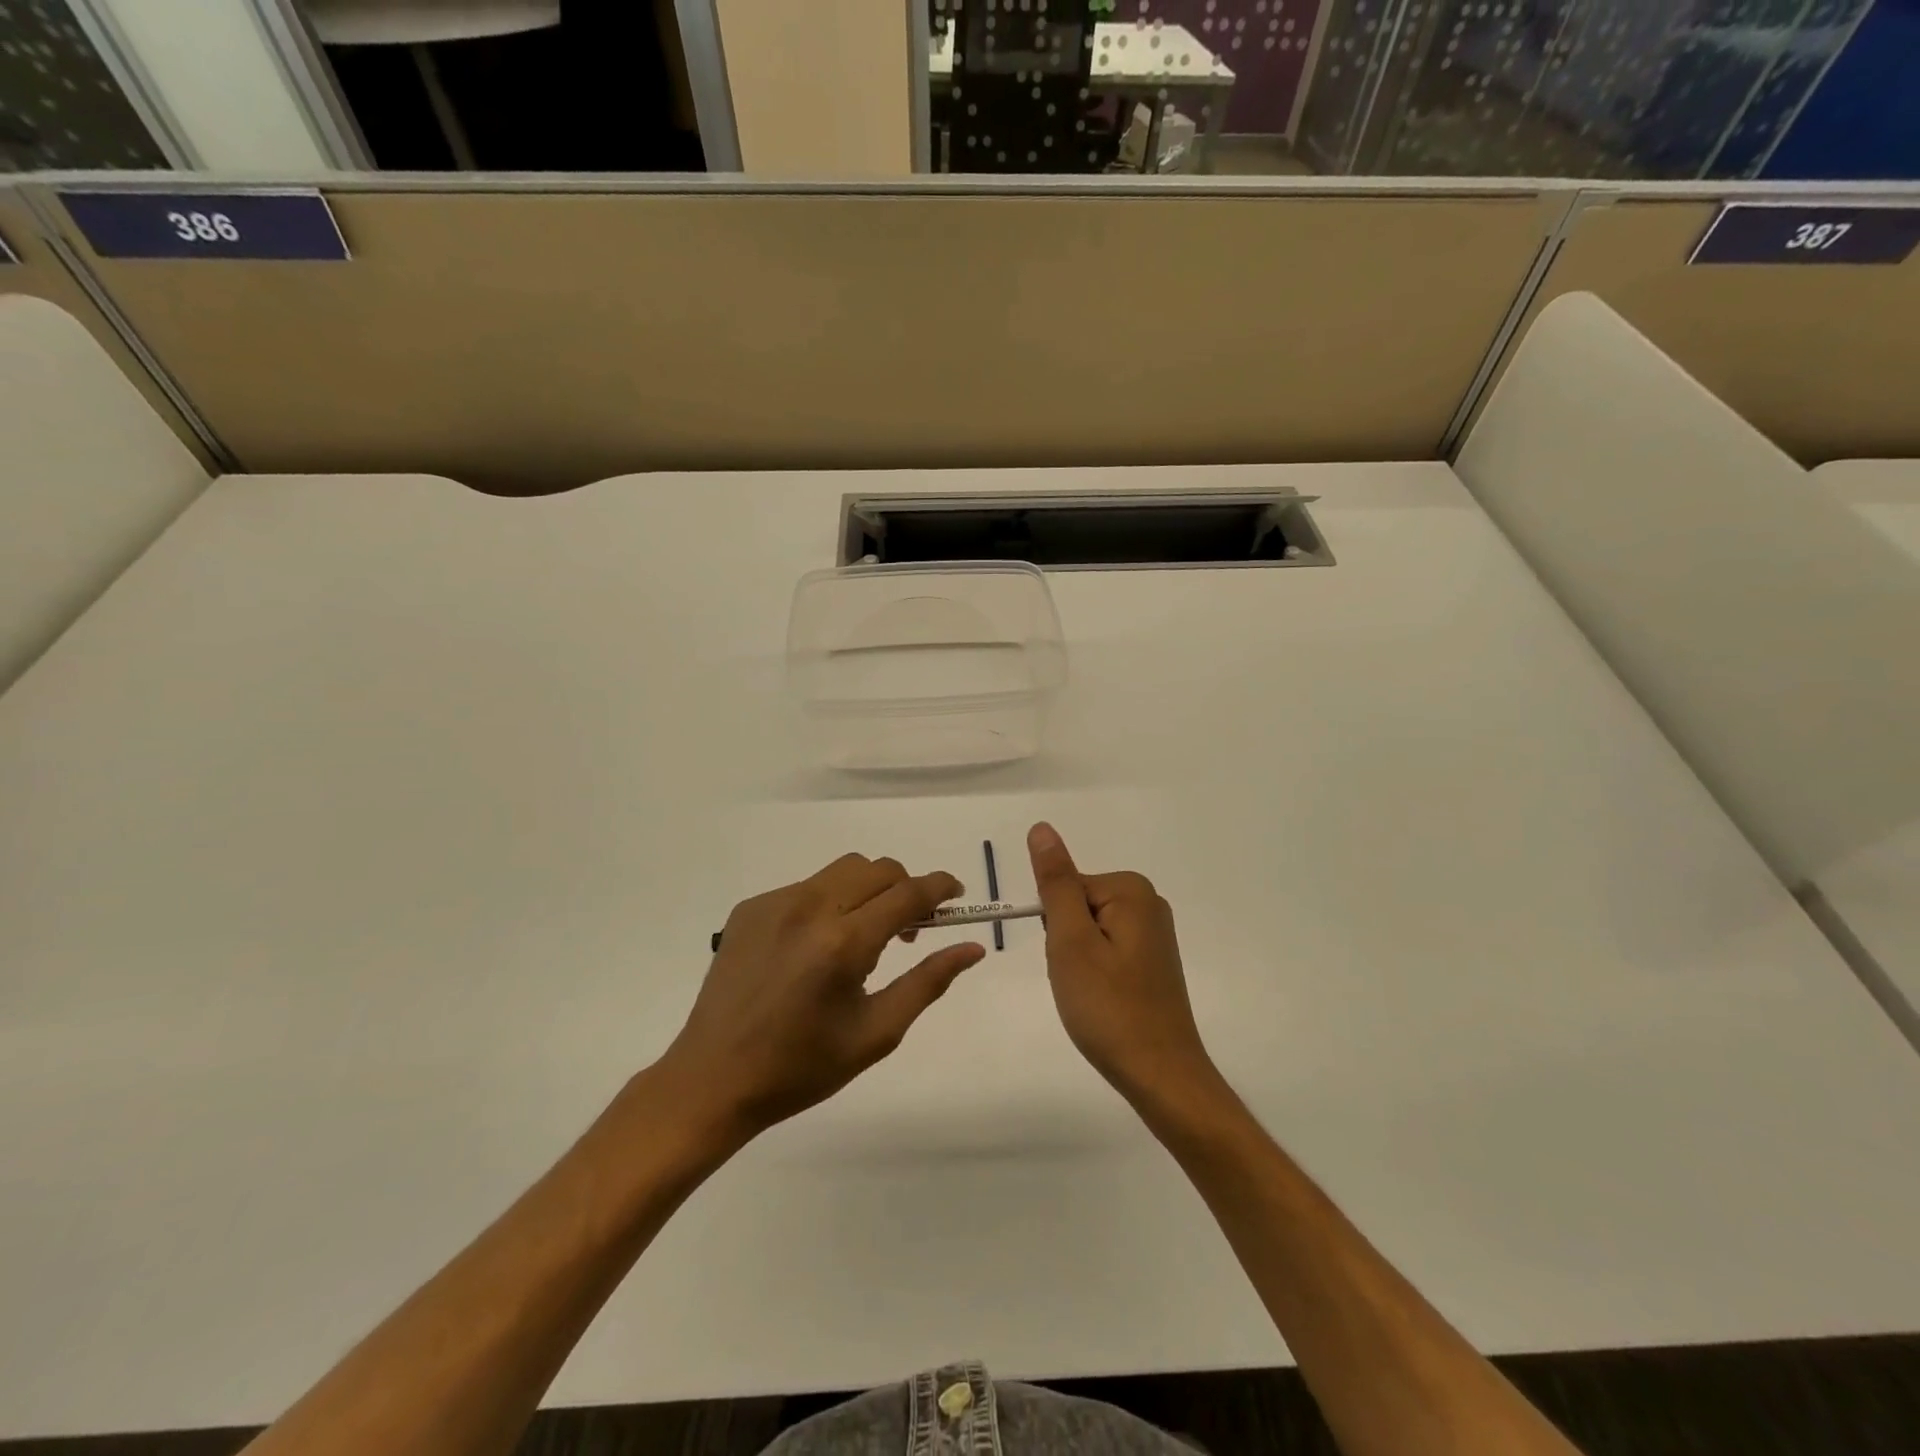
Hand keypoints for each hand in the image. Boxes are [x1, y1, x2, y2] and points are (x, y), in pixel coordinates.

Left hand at [657, 854, 985, 1145]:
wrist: (713, 1078)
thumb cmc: (802, 1067)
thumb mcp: (876, 1033)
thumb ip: (928, 982)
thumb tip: (972, 948)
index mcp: (844, 943)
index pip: (908, 893)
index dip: (940, 887)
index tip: (956, 895)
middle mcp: (810, 908)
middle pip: (878, 869)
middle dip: (905, 889)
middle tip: (907, 931)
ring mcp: (775, 903)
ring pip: (843, 870)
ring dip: (868, 890)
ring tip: (863, 934)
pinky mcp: (751, 907)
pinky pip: (806, 886)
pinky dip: (828, 902)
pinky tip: (816, 946)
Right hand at [1027, 822, 1216, 1106]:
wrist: (1161, 1076)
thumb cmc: (1109, 1007)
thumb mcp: (1071, 941)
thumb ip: (1055, 882)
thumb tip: (1042, 828)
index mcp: (1131, 890)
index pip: (1066, 888)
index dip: (1056, 927)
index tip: (1068, 961)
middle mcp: (1149, 903)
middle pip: (1078, 907)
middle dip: (1066, 944)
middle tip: (1079, 981)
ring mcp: (1154, 934)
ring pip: (1088, 932)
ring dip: (1077, 962)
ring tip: (1091, 995)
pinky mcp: (1153, 961)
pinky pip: (1105, 951)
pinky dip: (1095, 975)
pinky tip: (1103, 1002)